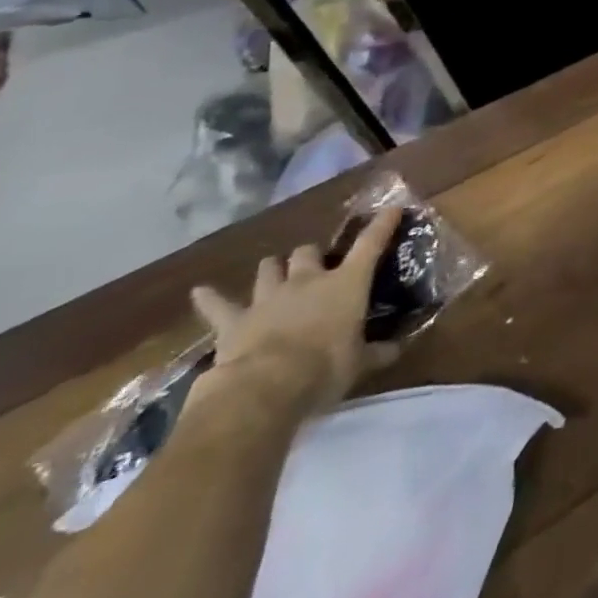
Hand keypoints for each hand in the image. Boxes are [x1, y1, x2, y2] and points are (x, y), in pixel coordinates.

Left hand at [188, 206, 403, 417]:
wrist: (263, 389)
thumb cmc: (324, 368)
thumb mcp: (359, 363)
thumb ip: (378, 352)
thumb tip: (397, 348)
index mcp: (347, 283)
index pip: (371, 243)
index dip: (383, 223)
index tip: (392, 208)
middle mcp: (308, 280)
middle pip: (308, 251)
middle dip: (311, 255)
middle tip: (316, 266)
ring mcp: (268, 298)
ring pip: (268, 268)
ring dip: (273, 269)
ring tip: (275, 273)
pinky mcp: (233, 321)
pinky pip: (217, 305)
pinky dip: (210, 298)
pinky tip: (200, 291)